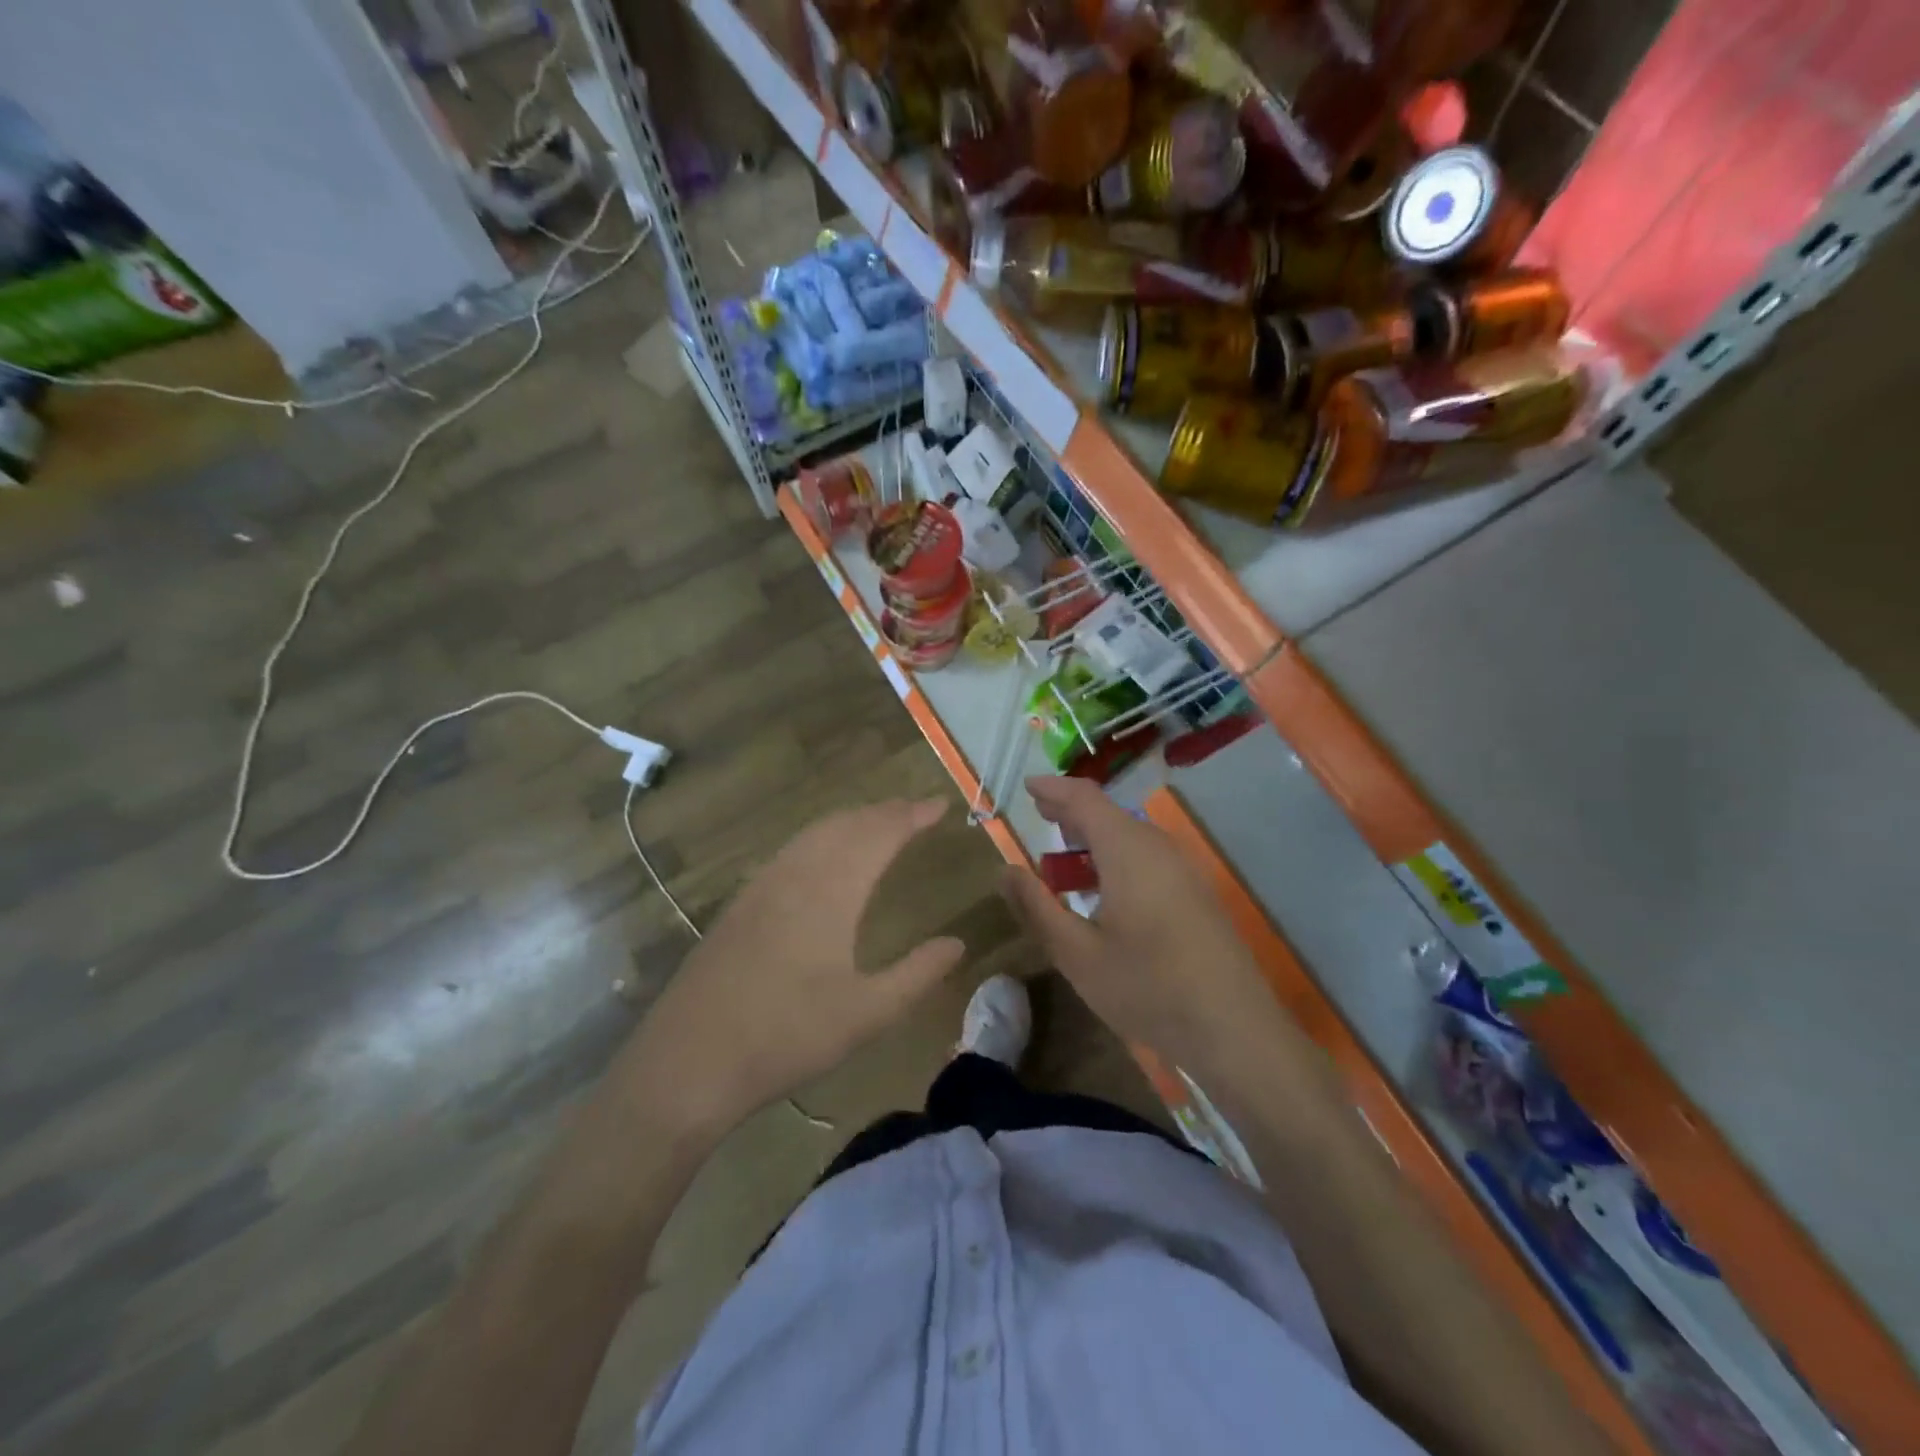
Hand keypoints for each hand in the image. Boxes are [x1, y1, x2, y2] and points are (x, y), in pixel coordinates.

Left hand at [618, 797, 965, 1135]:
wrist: (691, 1059)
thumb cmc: (787, 1036)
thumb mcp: (868, 1015)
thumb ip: (917, 975)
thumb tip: (957, 943)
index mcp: (831, 892)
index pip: (880, 835)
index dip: (912, 816)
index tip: (940, 806)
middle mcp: (797, 874)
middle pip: (847, 824)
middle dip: (885, 811)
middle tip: (916, 811)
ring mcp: (763, 886)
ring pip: (815, 833)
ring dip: (852, 820)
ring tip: (879, 823)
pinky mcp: (742, 904)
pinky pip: (792, 849)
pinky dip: (822, 836)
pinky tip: (824, 856)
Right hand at [1002, 776, 1292, 1080]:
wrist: (1234, 1030)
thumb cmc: (1147, 987)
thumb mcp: (1076, 953)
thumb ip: (1036, 907)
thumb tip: (1005, 870)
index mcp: (1128, 849)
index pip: (1085, 798)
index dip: (1053, 789)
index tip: (1027, 786)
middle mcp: (1158, 847)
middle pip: (1109, 813)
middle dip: (1071, 812)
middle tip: (1039, 815)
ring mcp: (1184, 870)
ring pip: (1131, 836)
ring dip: (1094, 838)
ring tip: (1064, 855)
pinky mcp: (1197, 894)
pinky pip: (1148, 857)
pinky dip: (1116, 857)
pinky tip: (1104, 889)